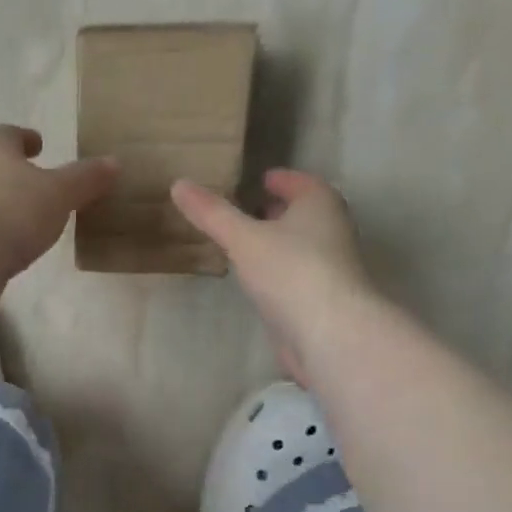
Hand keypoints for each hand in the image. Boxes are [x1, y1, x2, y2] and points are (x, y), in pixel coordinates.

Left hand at [0, 125, 118, 275]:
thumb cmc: (13, 210)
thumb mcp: (59, 193)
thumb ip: (85, 179)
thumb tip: (114, 163)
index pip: (10, 134)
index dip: (26, 138)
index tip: (38, 145)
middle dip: (10, 170)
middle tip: (32, 181)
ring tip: (22, 218)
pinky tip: (3, 245)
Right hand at [171, 169, 372, 386]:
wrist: (329, 332)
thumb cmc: (290, 271)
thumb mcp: (243, 238)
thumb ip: (212, 214)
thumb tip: (179, 184)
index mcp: (320, 205)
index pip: (300, 182)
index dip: (280, 179)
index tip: (259, 180)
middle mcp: (331, 230)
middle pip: (303, 214)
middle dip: (277, 211)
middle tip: (246, 211)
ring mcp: (329, 268)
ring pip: (300, 246)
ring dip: (276, 243)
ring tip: (245, 245)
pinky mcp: (321, 300)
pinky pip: (295, 276)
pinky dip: (278, 272)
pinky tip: (257, 282)